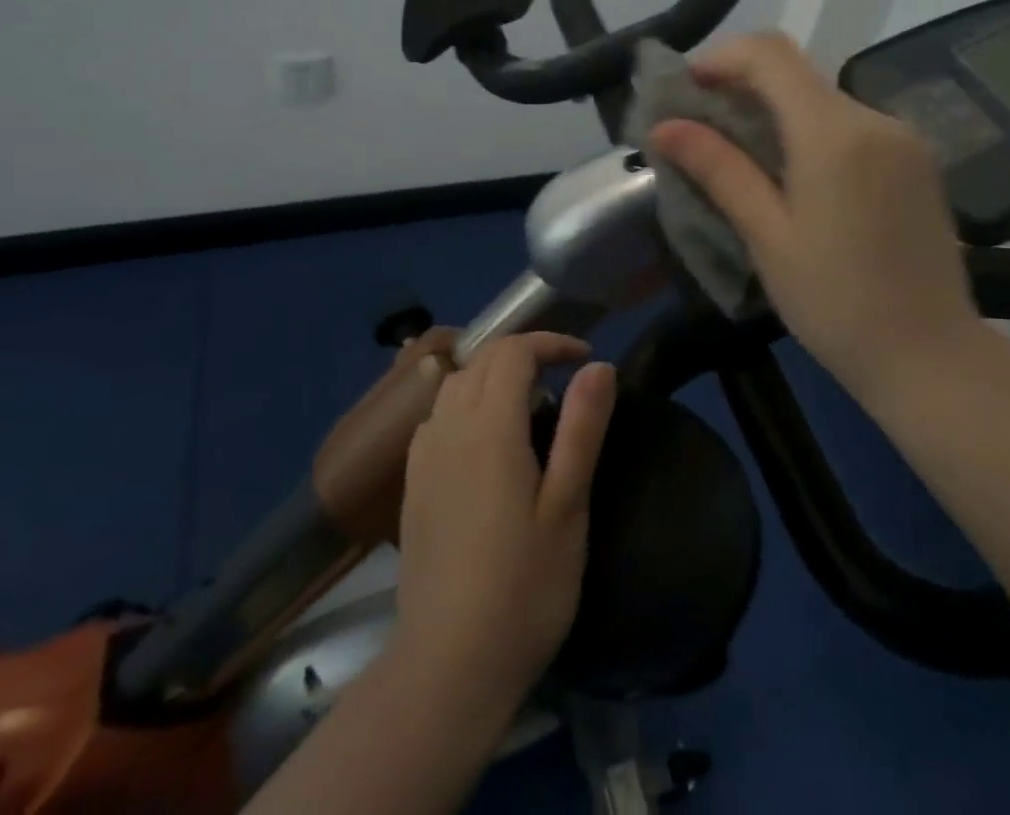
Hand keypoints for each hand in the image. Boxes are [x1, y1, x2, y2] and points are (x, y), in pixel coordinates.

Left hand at [394, 333, 616, 712]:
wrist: (448, 665)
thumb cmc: (523, 587)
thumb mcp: (568, 506)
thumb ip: (582, 428)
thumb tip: (598, 366)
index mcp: (489, 426)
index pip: (514, 352)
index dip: (551, 343)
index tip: (585, 359)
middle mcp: (449, 426)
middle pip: (482, 359)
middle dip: (525, 353)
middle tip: (565, 376)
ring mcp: (423, 455)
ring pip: (456, 383)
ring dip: (493, 375)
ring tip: (530, 404)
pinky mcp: (411, 483)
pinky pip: (437, 415)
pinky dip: (466, 402)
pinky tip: (486, 441)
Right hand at [646, 31, 980, 394]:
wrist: (932, 357)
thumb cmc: (835, 302)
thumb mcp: (767, 235)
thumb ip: (718, 169)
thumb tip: (663, 127)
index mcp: (833, 132)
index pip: (770, 54)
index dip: (721, 57)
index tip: (686, 89)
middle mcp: (873, 118)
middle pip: (796, 73)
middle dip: (742, 86)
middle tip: (700, 127)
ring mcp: (902, 137)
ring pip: (823, 99)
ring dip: (775, 111)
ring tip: (739, 155)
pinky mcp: (915, 160)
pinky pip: (851, 125)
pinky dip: (810, 131)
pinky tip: (791, 174)